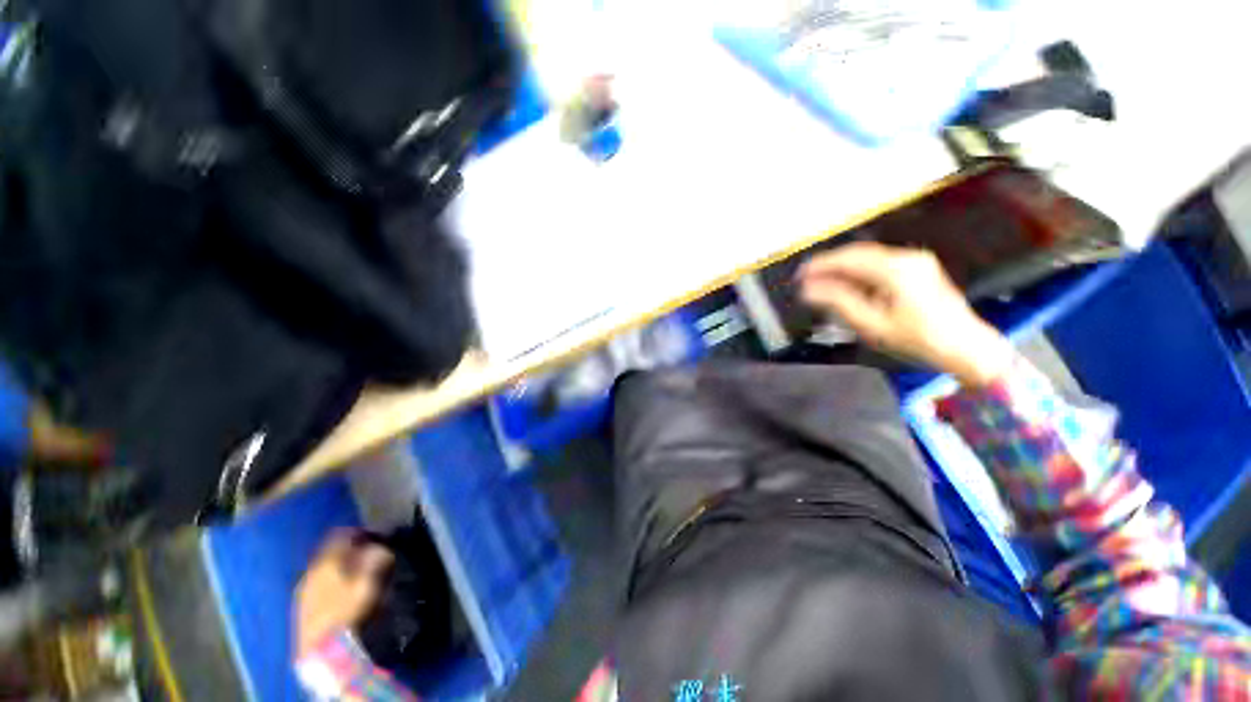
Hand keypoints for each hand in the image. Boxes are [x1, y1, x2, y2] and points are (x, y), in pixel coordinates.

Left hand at [294, 532, 392, 658]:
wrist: (321, 650)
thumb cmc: (348, 611)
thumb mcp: (369, 582)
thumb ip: (375, 559)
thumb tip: (381, 547)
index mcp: (326, 561)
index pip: (340, 536)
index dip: (358, 532)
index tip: (373, 535)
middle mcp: (311, 571)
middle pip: (330, 553)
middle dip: (348, 552)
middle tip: (366, 555)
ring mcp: (303, 591)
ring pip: (322, 570)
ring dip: (338, 569)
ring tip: (354, 575)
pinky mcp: (300, 609)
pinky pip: (318, 586)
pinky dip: (330, 584)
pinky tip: (340, 594)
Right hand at [798, 242, 1014, 386]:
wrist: (966, 347)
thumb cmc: (917, 339)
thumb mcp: (872, 324)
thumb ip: (838, 302)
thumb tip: (808, 289)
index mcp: (895, 269)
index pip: (847, 258)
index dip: (819, 265)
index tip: (798, 275)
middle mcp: (906, 258)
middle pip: (857, 253)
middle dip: (828, 265)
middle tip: (805, 279)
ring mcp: (915, 261)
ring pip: (867, 258)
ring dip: (842, 269)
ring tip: (821, 284)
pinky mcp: (918, 269)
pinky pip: (879, 264)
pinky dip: (858, 273)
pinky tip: (846, 286)